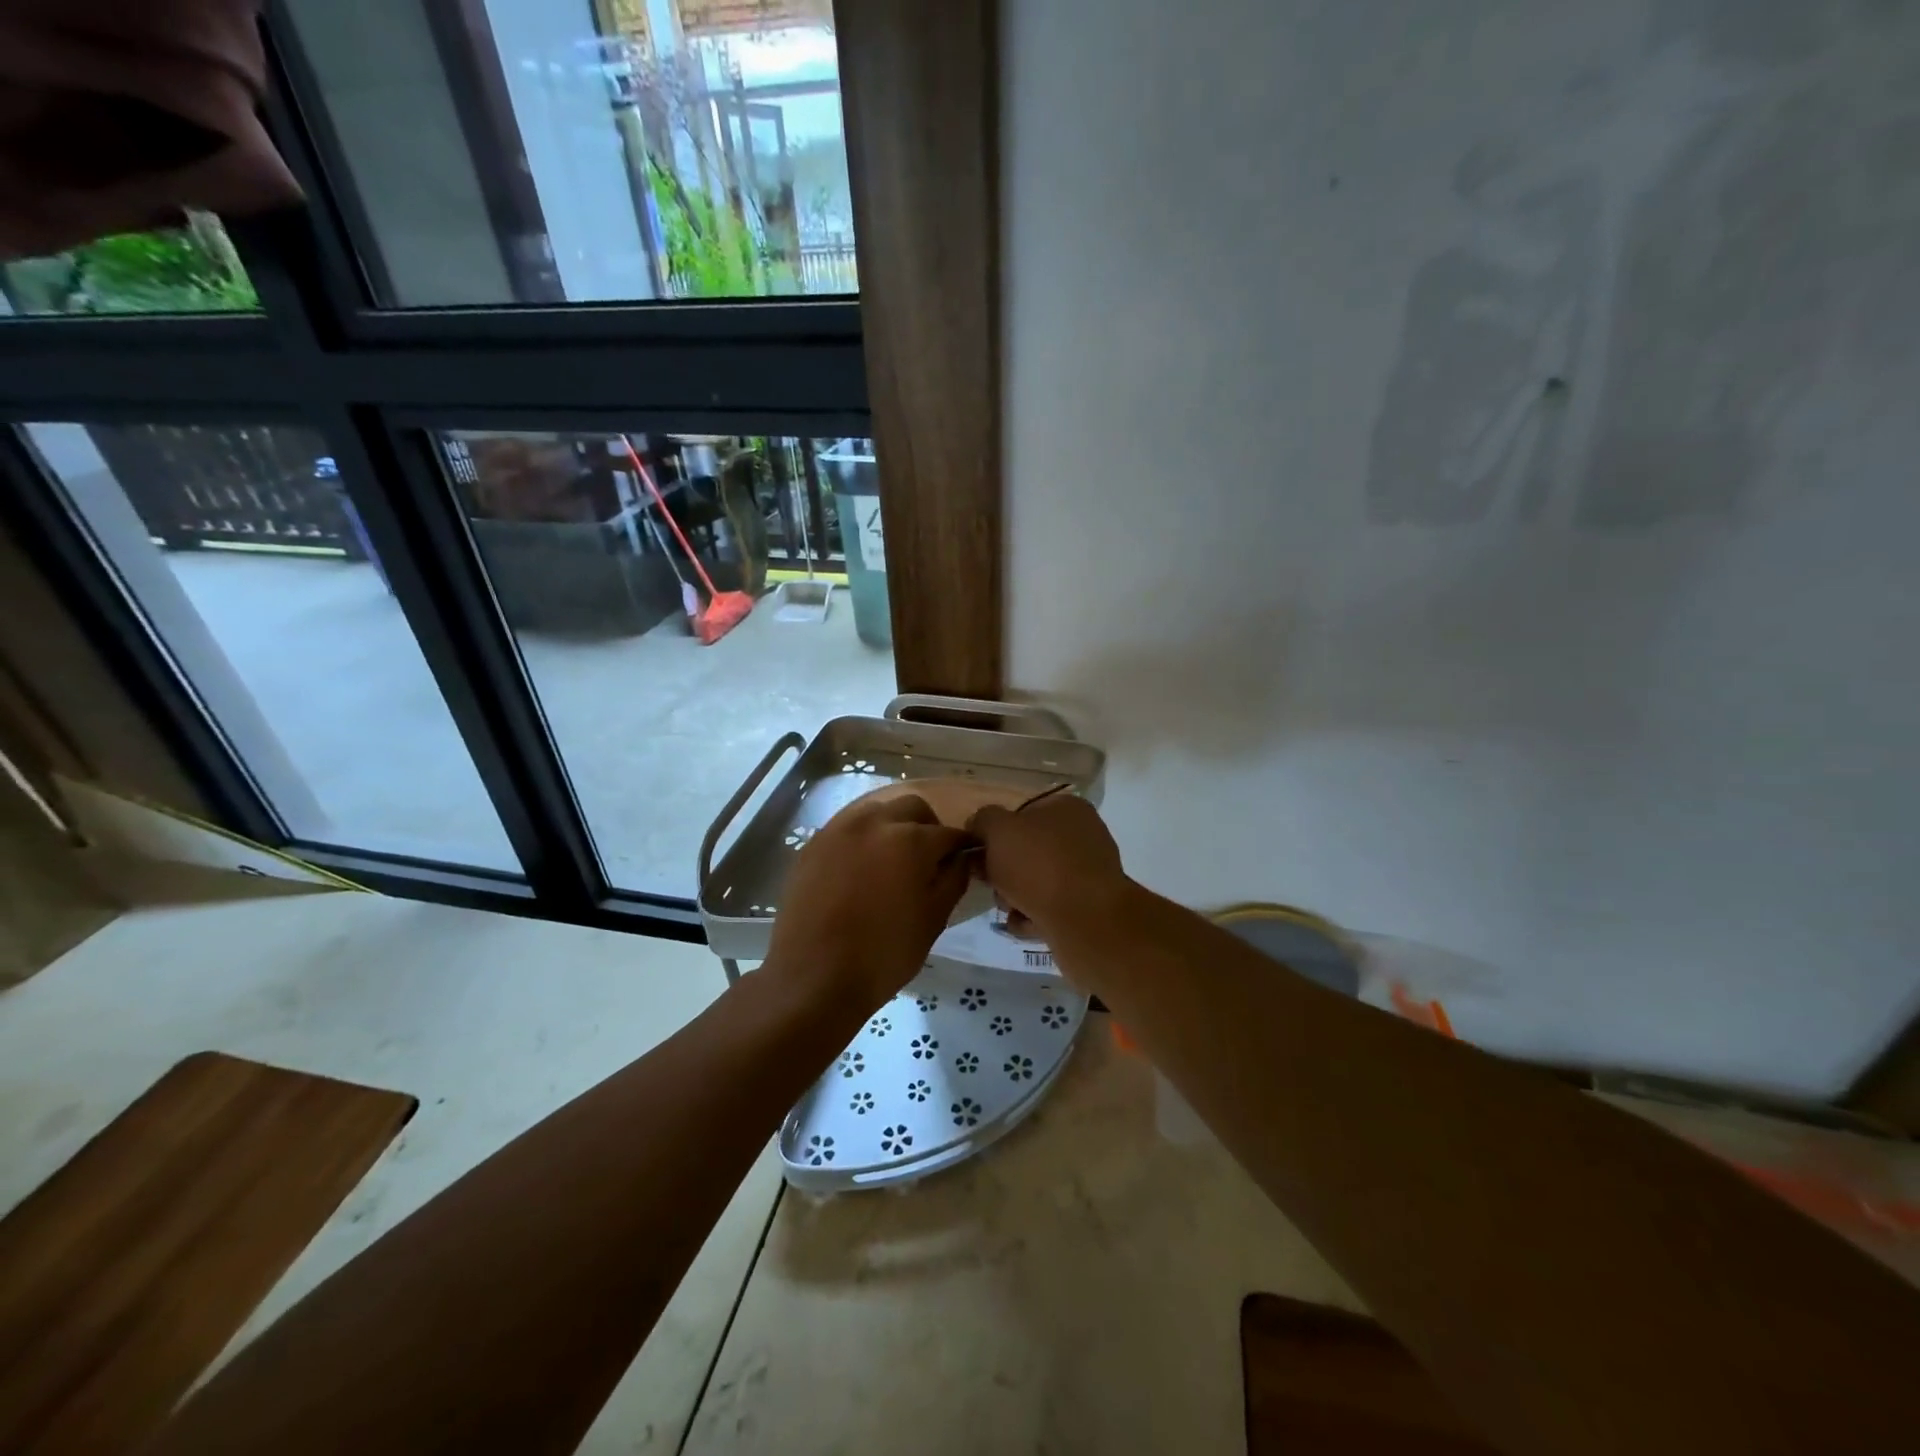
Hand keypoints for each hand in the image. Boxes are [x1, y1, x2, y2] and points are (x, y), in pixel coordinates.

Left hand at [766, 793, 971, 1012]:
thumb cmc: (884, 954)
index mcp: (911, 839)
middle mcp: (875, 821)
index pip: (949, 833)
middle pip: (913, 808)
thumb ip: (953, 880)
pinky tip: (863, 867)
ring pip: (877, 811)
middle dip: (928, 827)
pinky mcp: (814, 843)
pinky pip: (848, 827)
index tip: (966, 859)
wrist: (813, 977)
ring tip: (894, 860)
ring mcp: (839, 829)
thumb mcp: (933, 920)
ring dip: (894, 826)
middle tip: (930, 858)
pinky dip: (864, 837)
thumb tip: (960, 858)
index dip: (963, 846)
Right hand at [967, 795, 1128, 940]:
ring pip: (1036, 882)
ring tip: (1009, 908)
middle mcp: (1083, 837)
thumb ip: (983, 820)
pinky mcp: (1088, 908)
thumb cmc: (1040, 865)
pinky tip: (1023, 925)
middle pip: (1028, 850)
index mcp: (1067, 808)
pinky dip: (1032, 917)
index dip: (996, 832)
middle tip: (991, 884)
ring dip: (1015, 896)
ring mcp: (1088, 874)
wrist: (1085, 920)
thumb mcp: (998, 829)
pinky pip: (1048, 909)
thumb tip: (979, 825)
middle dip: (1004, 870)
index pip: (1023, 813)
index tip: (978, 853)